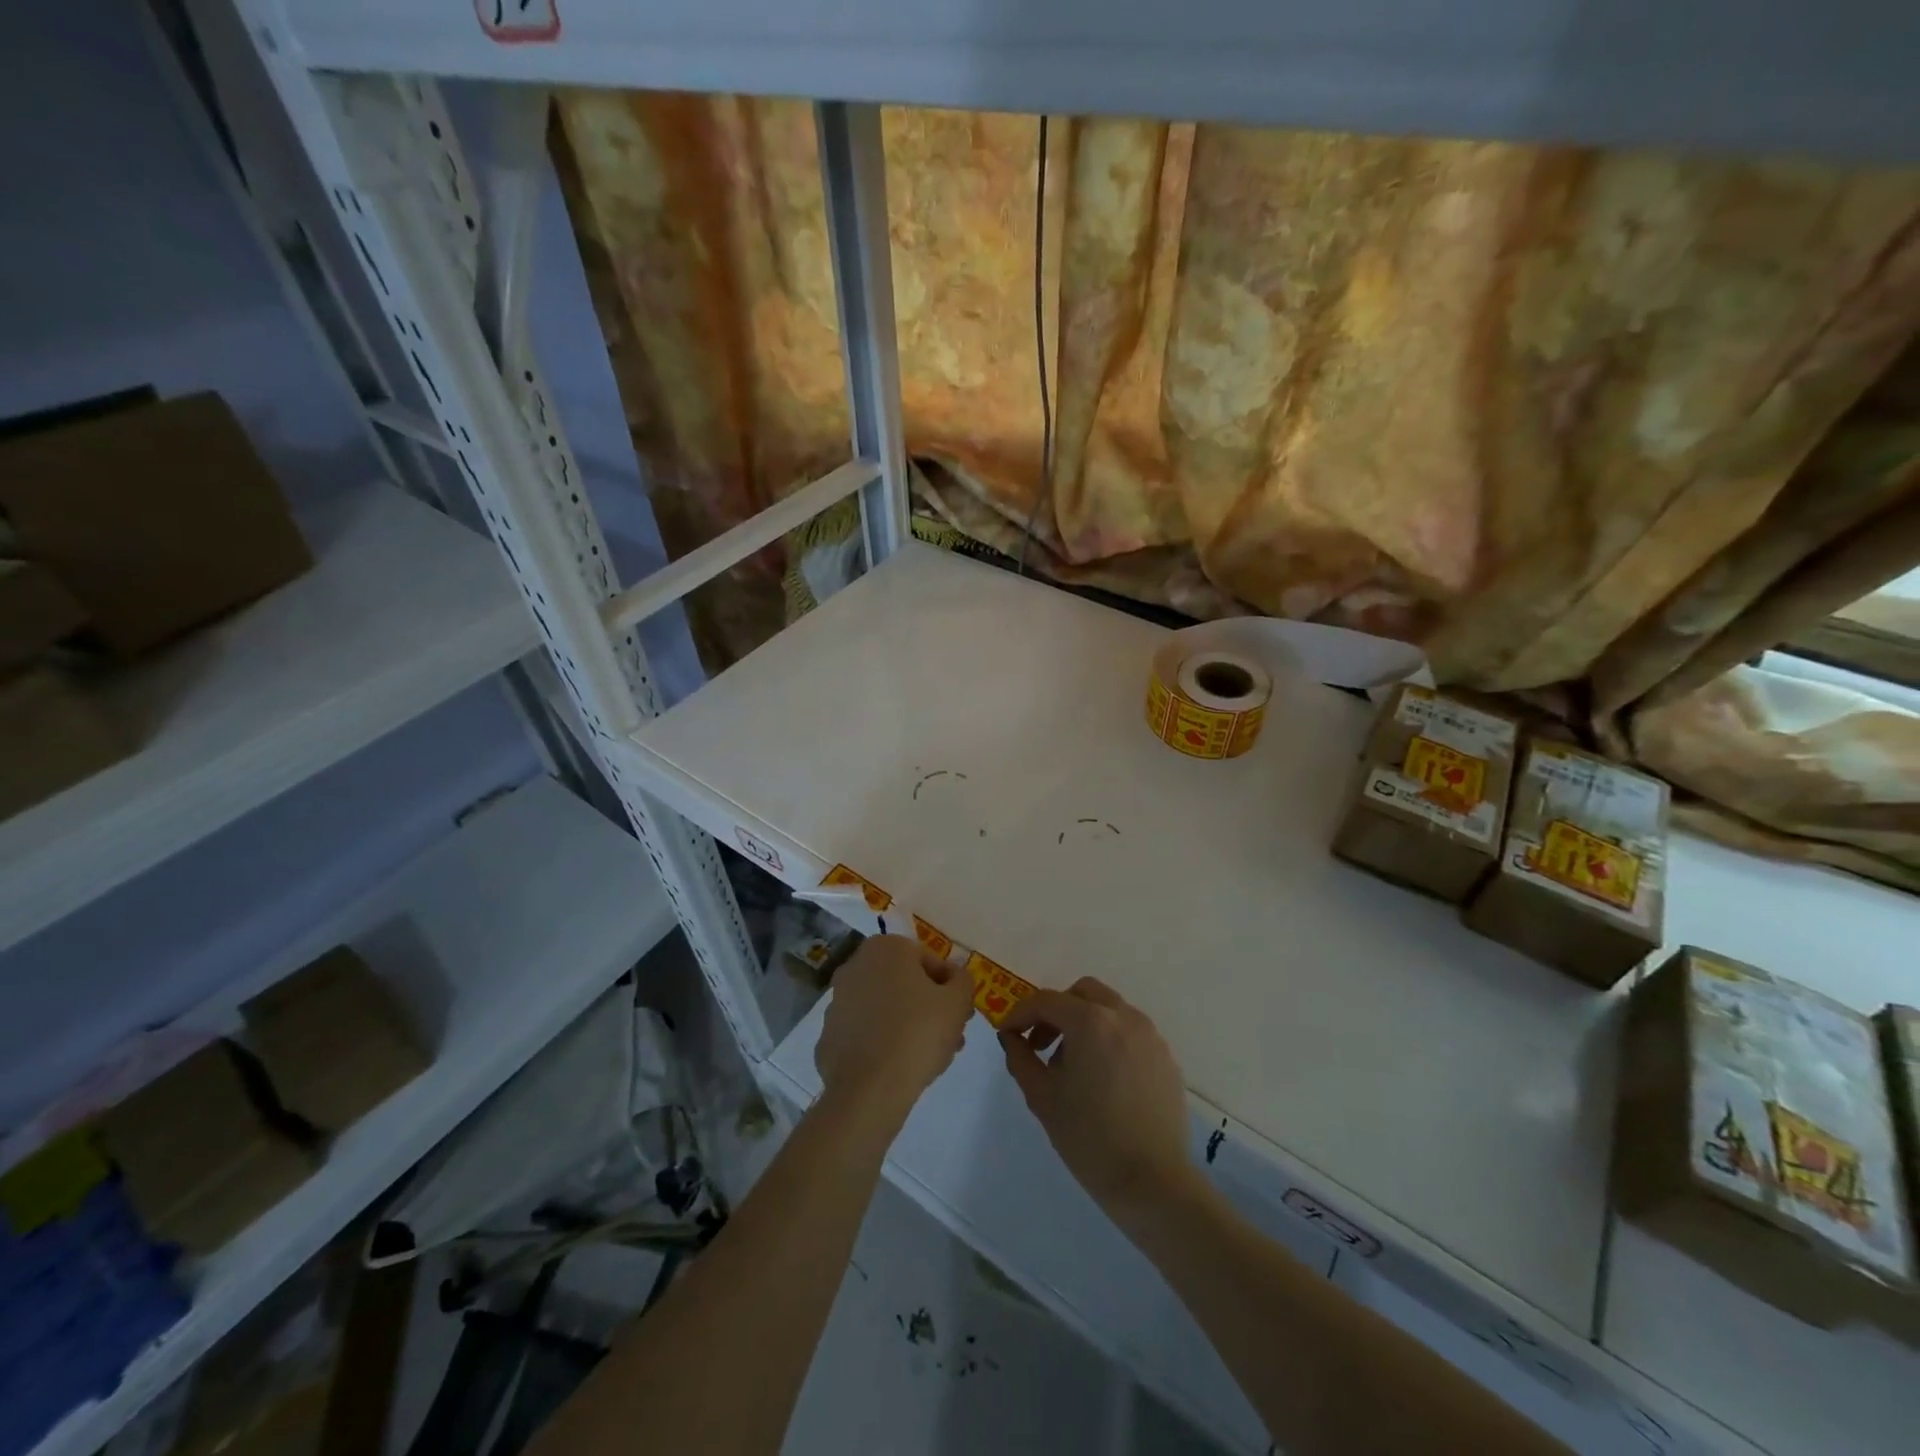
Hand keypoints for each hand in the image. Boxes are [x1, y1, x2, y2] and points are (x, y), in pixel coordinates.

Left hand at [815, 935, 973, 1117]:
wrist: (870, 1089)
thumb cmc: (918, 1033)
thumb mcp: (957, 1002)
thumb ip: (963, 980)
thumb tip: (955, 977)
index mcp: (886, 948)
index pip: (930, 961)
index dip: (951, 988)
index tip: (961, 1013)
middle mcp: (855, 965)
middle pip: (905, 984)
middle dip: (930, 1007)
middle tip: (951, 1035)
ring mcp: (837, 1001)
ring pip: (885, 1007)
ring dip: (909, 1024)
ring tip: (931, 1055)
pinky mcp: (828, 1035)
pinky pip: (866, 1032)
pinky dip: (882, 1042)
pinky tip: (900, 1065)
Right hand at [1000, 977, 1196, 1218]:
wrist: (1152, 1182)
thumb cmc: (1089, 1138)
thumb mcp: (1042, 1098)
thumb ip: (1021, 1058)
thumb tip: (1011, 1037)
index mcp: (1090, 1022)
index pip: (1047, 1000)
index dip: (1021, 1013)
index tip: (1009, 1034)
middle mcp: (1123, 1017)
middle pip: (1083, 993)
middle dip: (1057, 1010)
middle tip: (1043, 1044)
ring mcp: (1150, 1035)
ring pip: (1110, 1009)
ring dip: (1085, 1023)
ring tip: (1074, 1066)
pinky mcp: (1166, 1057)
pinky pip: (1131, 1033)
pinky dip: (1110, 1040)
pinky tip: (1104, 1079)